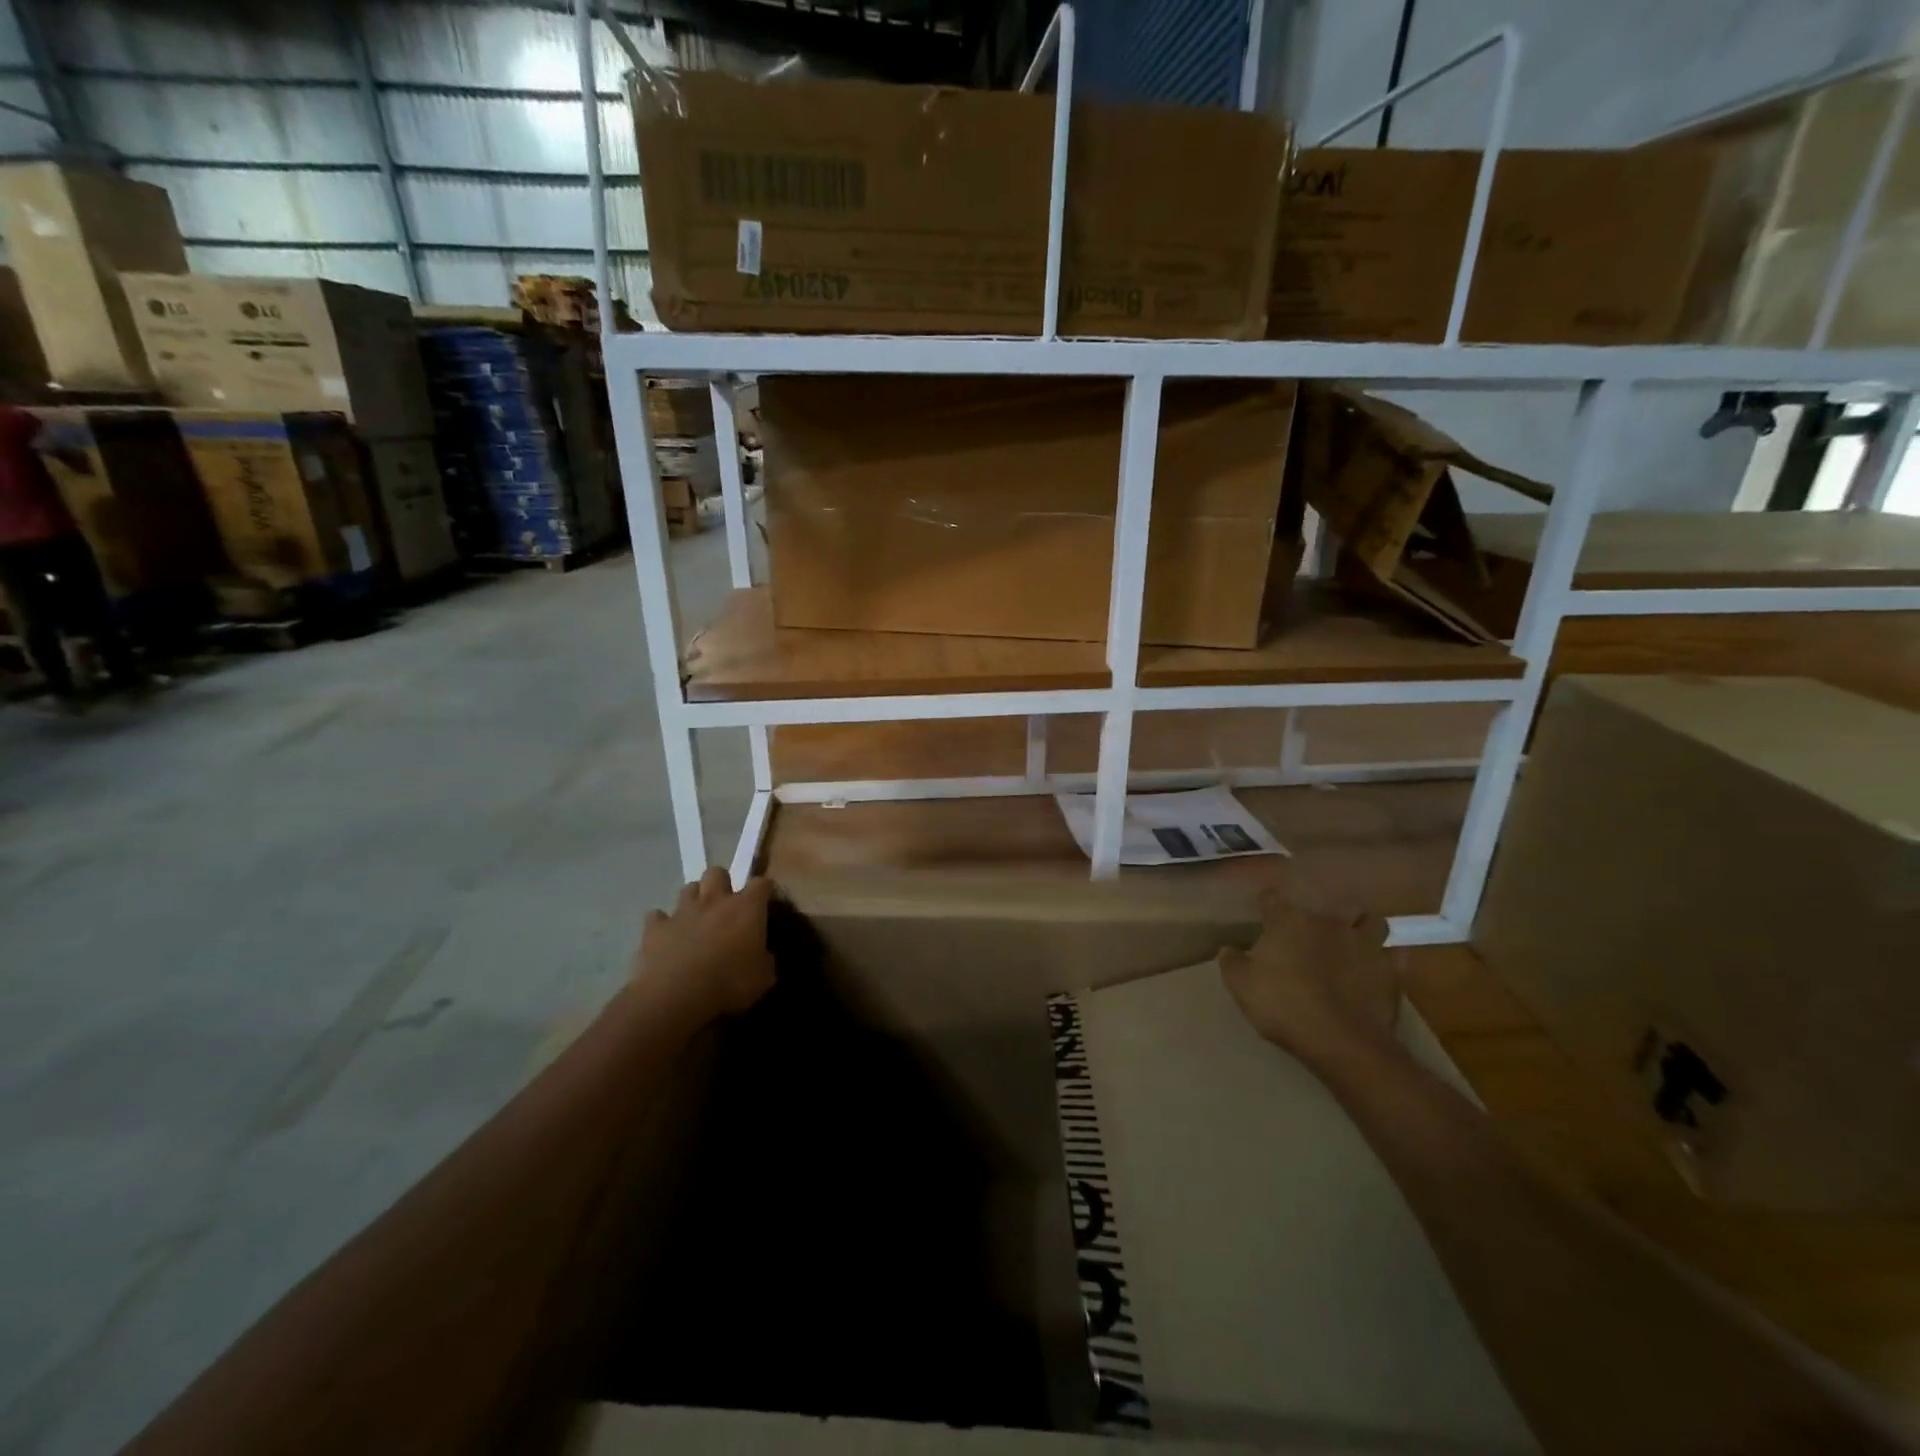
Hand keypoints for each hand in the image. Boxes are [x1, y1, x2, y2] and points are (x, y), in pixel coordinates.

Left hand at [630, 867, 775, 1030]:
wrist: (677, 997)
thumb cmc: (729, 984)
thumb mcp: (763, 978)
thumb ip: (765, 961)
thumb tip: (764, 957)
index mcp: (746, 908)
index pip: (761, 884)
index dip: (764, 891)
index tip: (765, 903)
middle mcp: (714, 901)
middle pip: (717, 873)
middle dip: (722, 883)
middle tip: (725, 905)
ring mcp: (682, 911)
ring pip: (688, 889)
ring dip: (694, 900)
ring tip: (696, 919)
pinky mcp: (655, 928)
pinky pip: (657, 917)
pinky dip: (662, 924)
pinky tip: (666, 936)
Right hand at [1219, 883, 1403, 1073]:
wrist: (1339, 1040)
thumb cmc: (1283, 1005)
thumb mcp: (1241, 985)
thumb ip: (1231, 962)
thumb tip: (1227, 949)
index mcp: (1288, 921)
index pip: (1273, 899)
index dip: (1266, 903)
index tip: (1262, 909)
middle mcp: (1327, 922)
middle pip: (1327, 903)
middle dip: (1320, 912)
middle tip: (1312, 928)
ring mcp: (1363, 943)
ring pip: (1370, 920)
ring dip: (1362, 925)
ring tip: (1353, 936)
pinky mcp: (1390, 970)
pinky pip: (1395, 954)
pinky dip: (1388, 957)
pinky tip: (1379, 964)